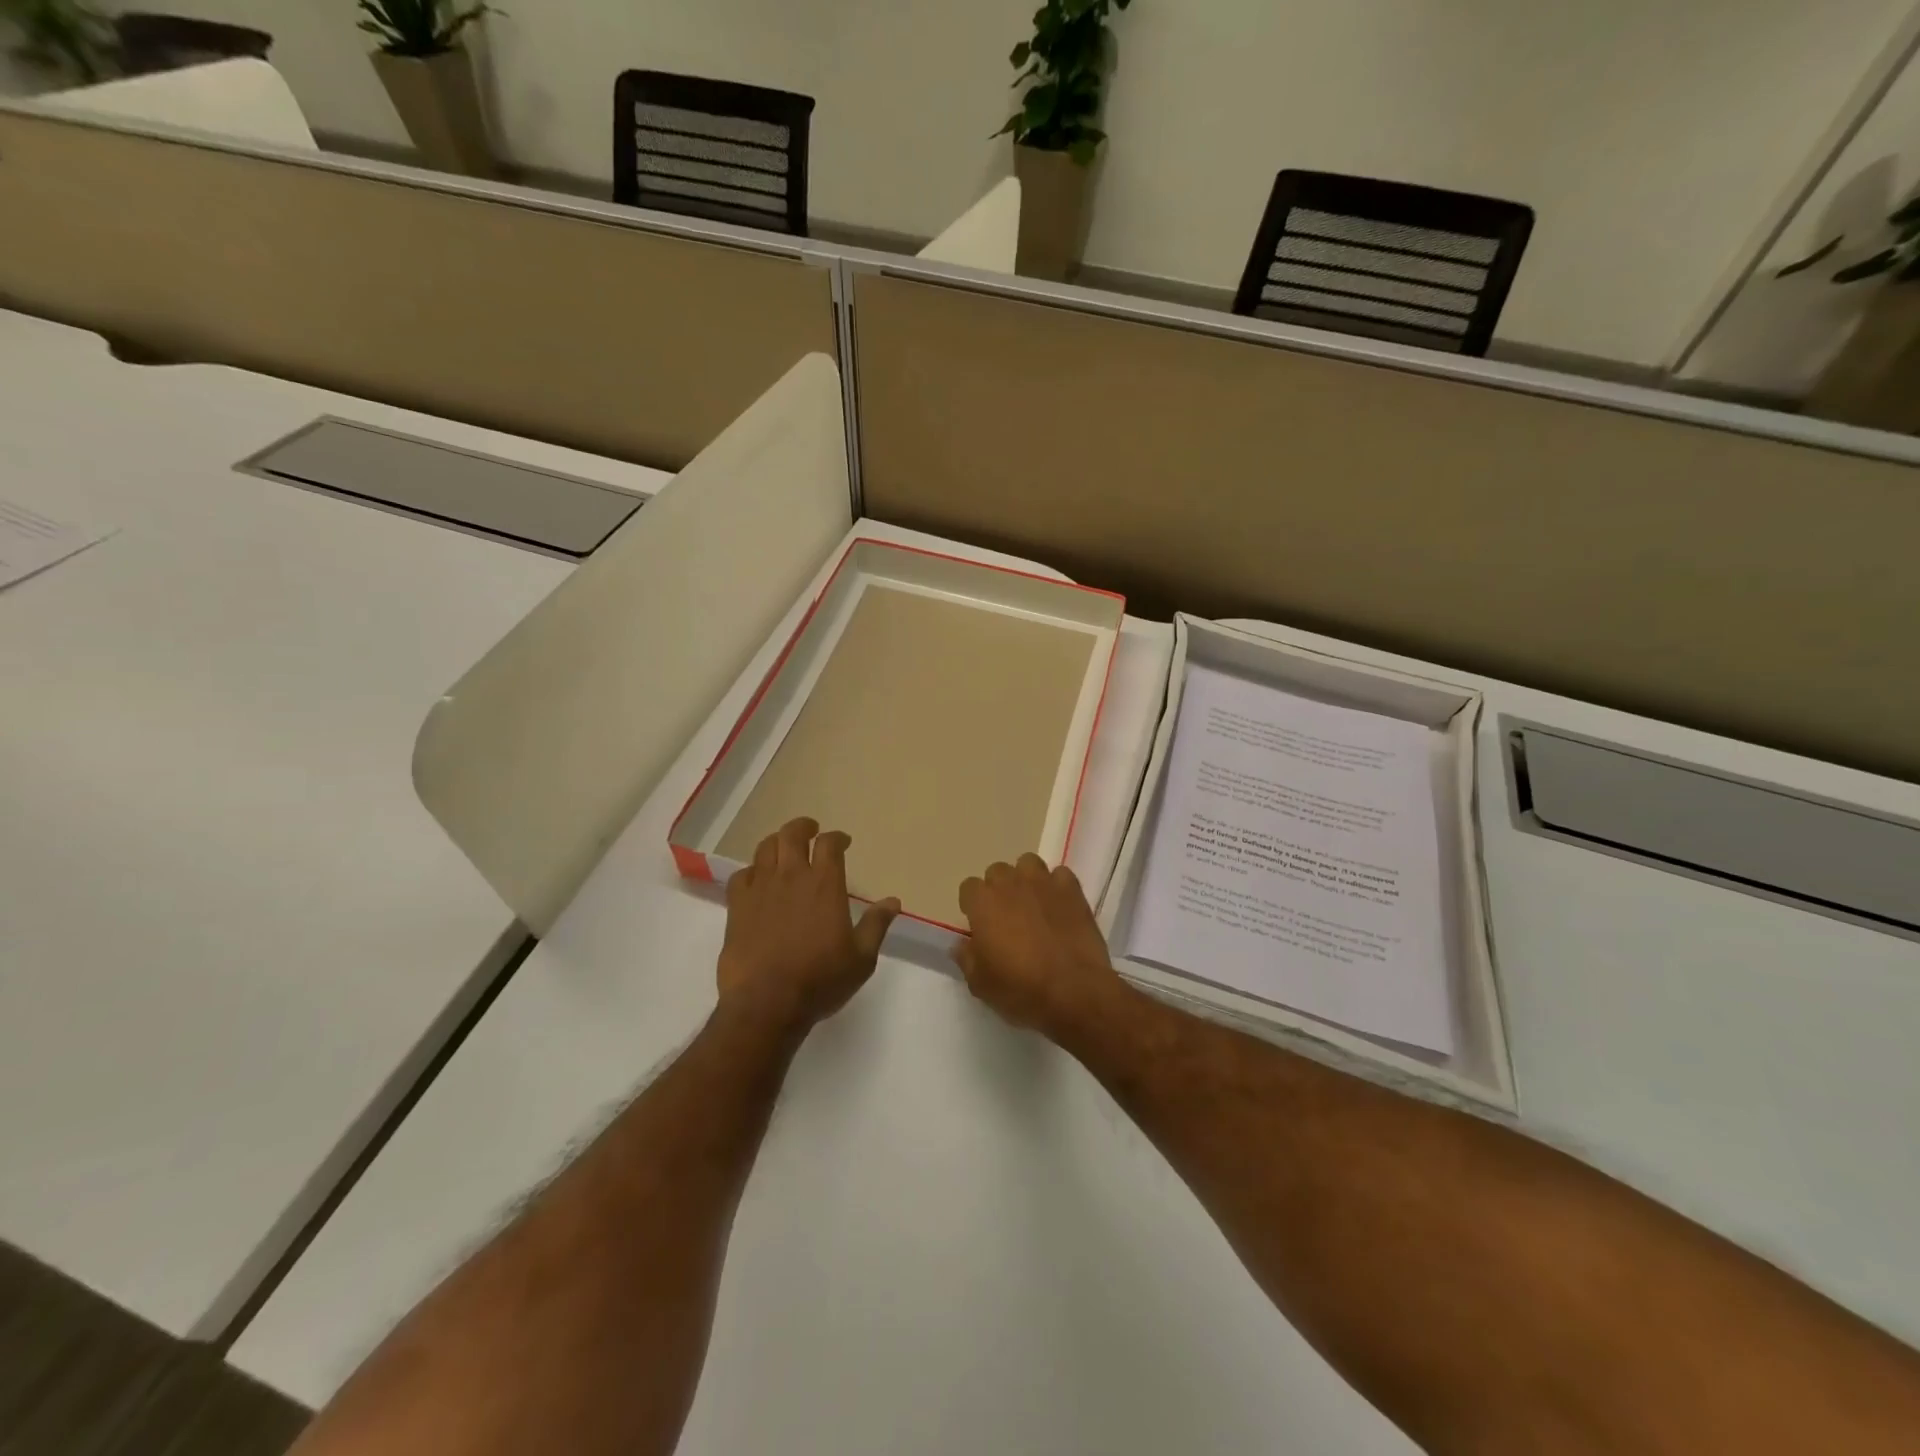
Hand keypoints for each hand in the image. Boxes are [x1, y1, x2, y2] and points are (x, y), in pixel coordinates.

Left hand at [718, 817, 898, 1036]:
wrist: (766, 1003)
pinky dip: (752, 871)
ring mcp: (760, 889)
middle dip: (803, 827)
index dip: (837, 838)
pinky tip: (757, 880)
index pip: (830, 844)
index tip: (843, 842)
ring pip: (765, 848)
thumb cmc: (820, 980)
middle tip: (810, 830)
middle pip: (792, 834)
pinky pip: (742, 875)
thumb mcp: (861, 958)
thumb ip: (876, 925)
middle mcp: (792, 877)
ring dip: (777, 842)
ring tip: (784, 848)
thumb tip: (893, 901)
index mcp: (825, 884)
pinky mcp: (737, 906)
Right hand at [954, 854, 1122, 1038]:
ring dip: (1027, 879)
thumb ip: (966, 958)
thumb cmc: (1020, 988)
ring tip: (1034, 904)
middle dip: (999, 890)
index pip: (968, 888)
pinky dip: (1058, 887)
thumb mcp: (980, 984)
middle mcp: (1010, 883)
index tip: (981, 926)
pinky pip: (1060, 875)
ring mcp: (1043, 883)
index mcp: (983, 903)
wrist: (1074, 991)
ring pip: (1028, 864)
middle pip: (997, 872)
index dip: (973, 906)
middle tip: (1007, 917)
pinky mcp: (1072, 890)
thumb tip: (961, 944)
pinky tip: (1060, 907)